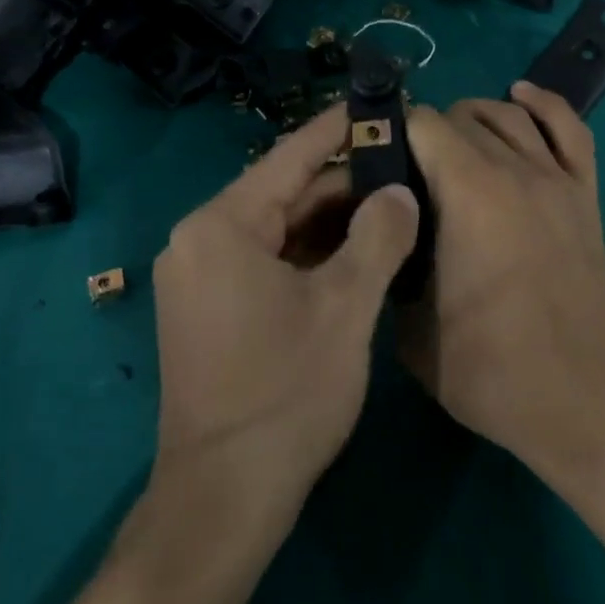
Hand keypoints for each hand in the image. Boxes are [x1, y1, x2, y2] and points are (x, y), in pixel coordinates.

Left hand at [150, 105, 420, 526]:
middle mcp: (200, 240)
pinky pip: (266, 261)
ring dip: (332, 222)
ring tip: (393, 206)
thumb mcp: (346, 307)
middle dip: (345, 184)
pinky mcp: (209, 310)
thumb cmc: (285, 394)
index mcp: (222, 225)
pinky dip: (310, 255)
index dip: (338, 127)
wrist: (222, 501)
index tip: (378, 102)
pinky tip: (358, 254)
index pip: (291, 157)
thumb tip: (400, 190)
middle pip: (284, 193)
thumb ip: (379, 236)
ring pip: (278, 229)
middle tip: (405, 168)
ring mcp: (200, 277)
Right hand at [402, 82, 604, 483]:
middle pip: (460, 116)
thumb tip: (387, 229)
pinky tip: (520, 95)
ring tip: (450, 144)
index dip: (391, 136)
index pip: (420, 124)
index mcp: (468, 193)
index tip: (375, 164)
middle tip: (408, 175)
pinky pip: (569, 128)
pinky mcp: (585, 194)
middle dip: (426, 134)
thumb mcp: (411, 330)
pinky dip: (542, 104)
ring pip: (507, 114)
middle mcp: (513, 169)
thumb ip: (392, 265)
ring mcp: (556, 178)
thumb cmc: (492, 372)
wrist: (587, 403)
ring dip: (472, 118)